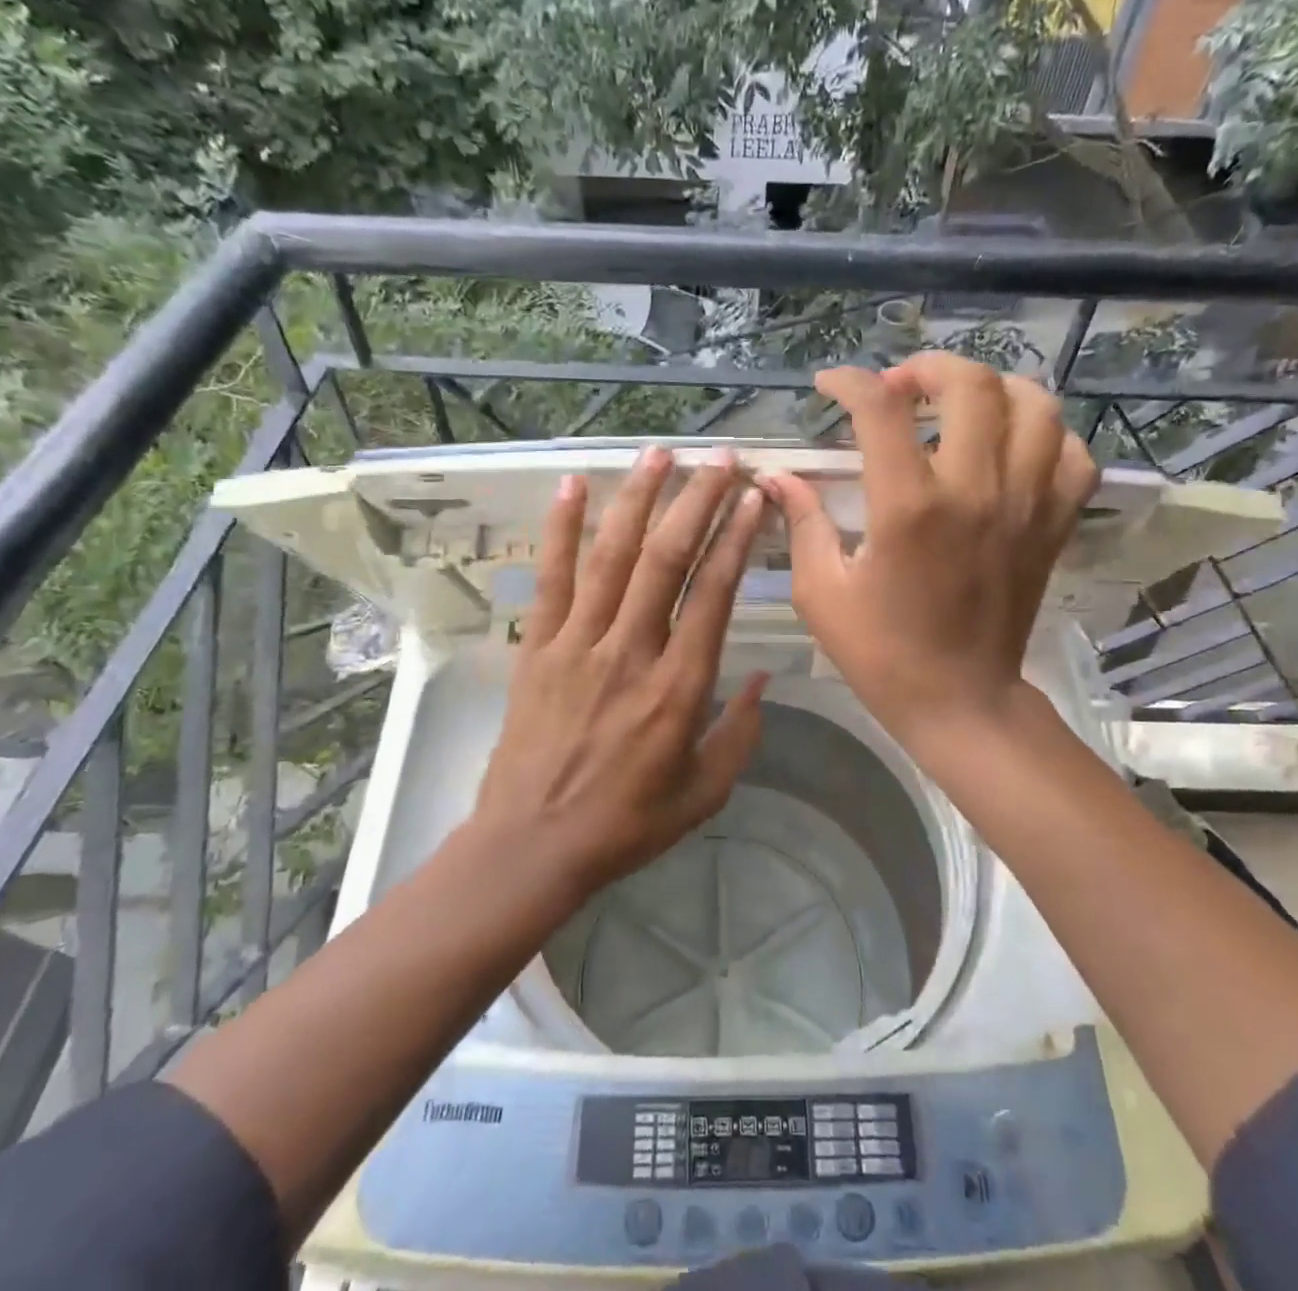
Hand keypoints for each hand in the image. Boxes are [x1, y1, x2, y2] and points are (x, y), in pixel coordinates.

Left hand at [471, 446, 769, 905]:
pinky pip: (551, 577)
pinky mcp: (538, 647)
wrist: (532, 845)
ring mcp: (577, 643)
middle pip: (666, 559)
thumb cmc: (625, 824)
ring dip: (638, 498)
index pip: (713, 594)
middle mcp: (630, 651)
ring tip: (659, 452)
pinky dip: (560, 528)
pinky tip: (572, 485)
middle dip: (697, 501)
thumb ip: (741, 733)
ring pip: (612, 555)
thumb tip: (766, 678)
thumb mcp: (704, 793)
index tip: (754, 499)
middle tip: (721, 458)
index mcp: (678, 688)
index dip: (737, 539)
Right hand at [759, 352, 1096, 742]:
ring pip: (1035, 405)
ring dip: (993, 388)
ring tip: (960, 403)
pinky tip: (1013, 445)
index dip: (849, 382)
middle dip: (927, 368)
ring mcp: (1025, 505)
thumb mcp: (821, 592)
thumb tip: (778, 476)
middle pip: (970, 385)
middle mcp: (974, 490)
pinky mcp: (1053, 525)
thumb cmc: (881, 652)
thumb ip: (803, 522)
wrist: (960, 700)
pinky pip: (1072, 455)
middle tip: (899, 388)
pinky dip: (1046, 434)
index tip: (829, 385)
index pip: (881, 409)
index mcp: (908, 506)